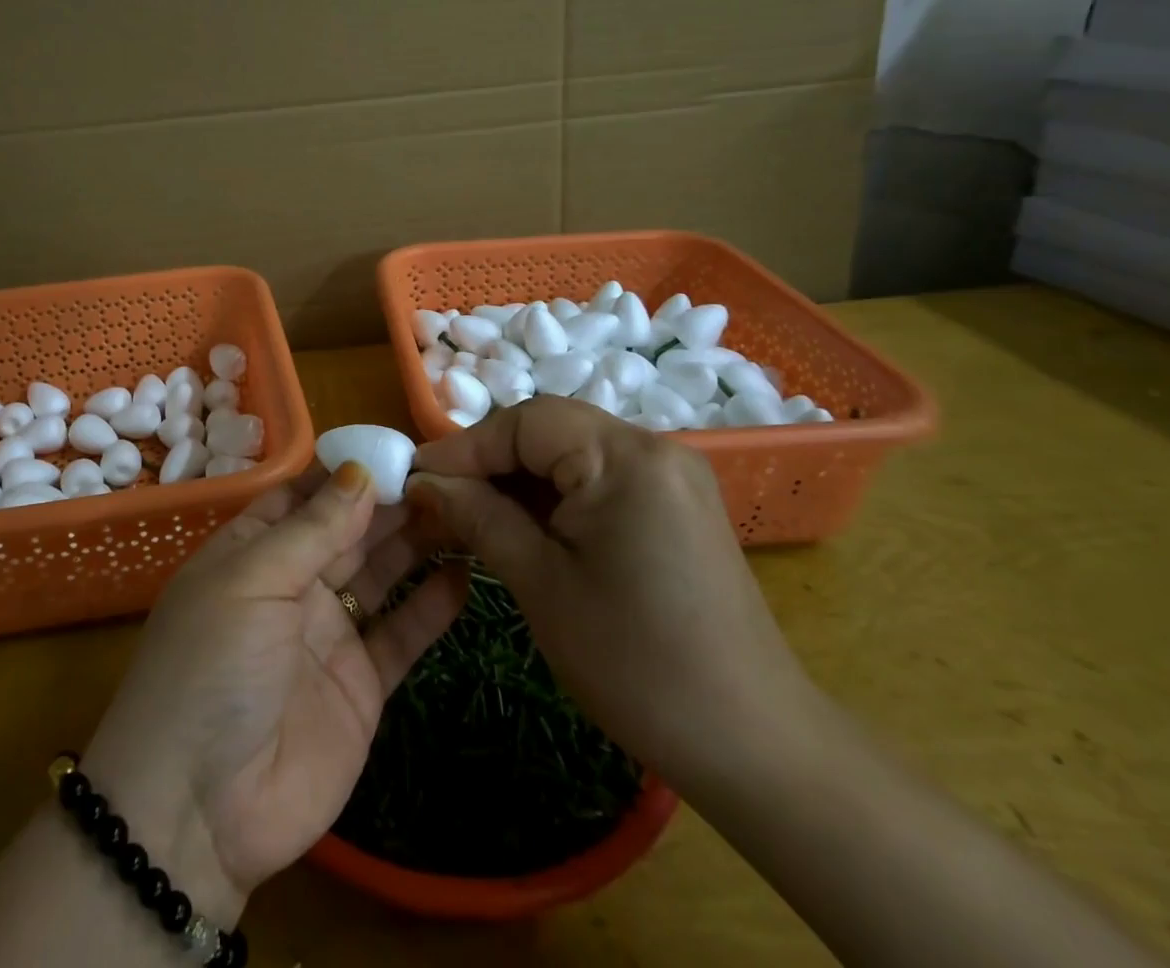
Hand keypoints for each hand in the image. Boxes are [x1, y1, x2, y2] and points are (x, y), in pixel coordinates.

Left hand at [81, 463, 467, 921]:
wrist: (199, 812)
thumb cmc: (211, 667)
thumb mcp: (252, 582)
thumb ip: (312, 530)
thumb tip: (358, 471)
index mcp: (253, 551)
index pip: (304, 494)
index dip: (346, 470)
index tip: (396, 446)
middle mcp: (292, 584)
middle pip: (349, 530)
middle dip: (391, 501)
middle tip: (447, 474)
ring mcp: (329, 634)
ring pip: (381, 573)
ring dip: (417, 543)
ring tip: (464, 510)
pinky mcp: (362, 685)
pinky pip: (402, 635)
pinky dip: (432, 607)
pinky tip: (465, 575)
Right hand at [407, 396, 815, 792]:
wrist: (754, 746)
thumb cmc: (636, 663)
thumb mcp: (540, 584)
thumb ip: (478, 516)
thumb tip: (423, 481)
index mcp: (626, 457)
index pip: (525, 422)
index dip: (465, 446)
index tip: (415, 478)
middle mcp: (654, 449)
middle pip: (549, 431)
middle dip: (489, 463)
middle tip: (438, 499)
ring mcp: (670, 477)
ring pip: (570, 454)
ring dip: (518, 481)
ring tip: (470, 516)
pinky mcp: (675, 506)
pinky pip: (598, 480)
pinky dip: (553, 497)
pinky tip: (521, 528)